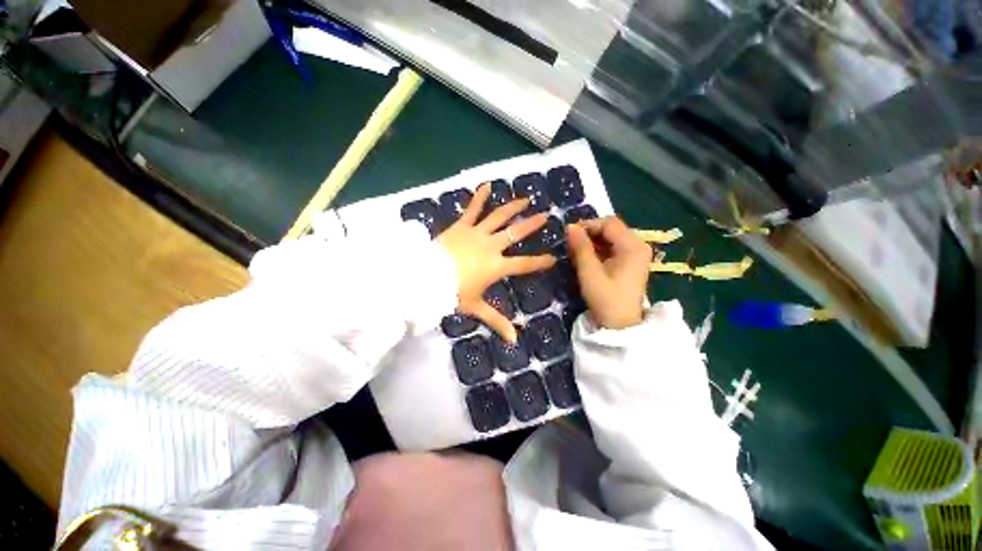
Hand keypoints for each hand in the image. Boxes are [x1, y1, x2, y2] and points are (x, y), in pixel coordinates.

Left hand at [437, 184, 555, 341]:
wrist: (426, 277)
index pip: (525, 264)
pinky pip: (472, 209)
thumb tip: (514, 341)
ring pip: (499, 217)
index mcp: (497, 266)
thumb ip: (496, 321)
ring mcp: (476, 233)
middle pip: (516, 233)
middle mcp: (491, 246)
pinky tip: (486, 184)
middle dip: (532, 224)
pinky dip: (479, 196)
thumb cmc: (452, 293)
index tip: (553, 257)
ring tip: (526, 198)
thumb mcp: (475, 307)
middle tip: (546, 215)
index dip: (540, 261)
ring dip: (513, 207)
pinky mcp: (461, 225)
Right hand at [567, 217, 651, 328]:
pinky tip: (585, 258)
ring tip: (575, 252)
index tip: (569, 235)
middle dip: (589, 234)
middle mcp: (638, 245)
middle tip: (570, 244)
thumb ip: (580, 248)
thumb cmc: (606, 299)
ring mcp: (635, 254)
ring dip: (592, 242)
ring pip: (610, 238)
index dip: (588, 225)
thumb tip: (570, 227)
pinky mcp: (630, 263)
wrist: (620, 325)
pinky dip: (597, 250)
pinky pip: (612, 248)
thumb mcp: (590, 273)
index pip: (609, 223)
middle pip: (610, 229)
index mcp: (633, 246)